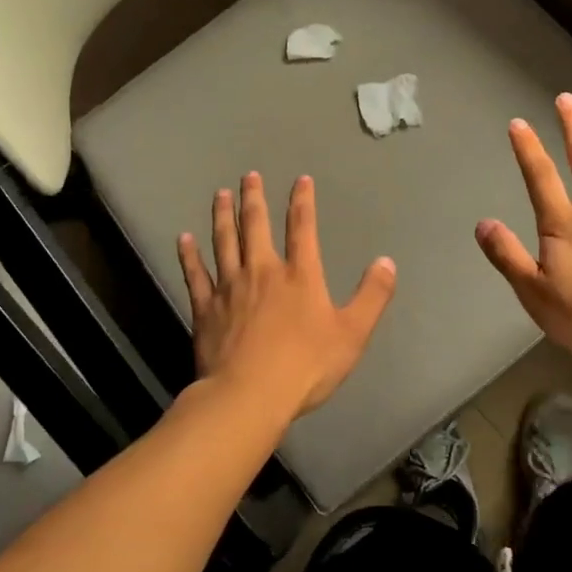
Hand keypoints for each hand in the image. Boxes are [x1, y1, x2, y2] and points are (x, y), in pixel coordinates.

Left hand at [178, 173, 396, 421]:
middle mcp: (262, 272)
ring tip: (219, 194)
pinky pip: (195, 274)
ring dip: (222, 216)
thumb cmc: (305, 366)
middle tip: (249, 176)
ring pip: (224, 242)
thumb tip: (387, 262)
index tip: (300, 180)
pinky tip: (184, 239)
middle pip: (255, 226)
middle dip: (253, 198)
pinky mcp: (205, 308)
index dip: (303, 201)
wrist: (249, 395)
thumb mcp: (352, 333)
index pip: (303, 229)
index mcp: (299, 276)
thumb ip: (372, 296)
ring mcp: (229, 288)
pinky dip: (189, 255)